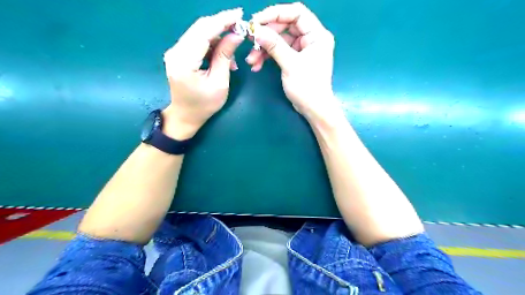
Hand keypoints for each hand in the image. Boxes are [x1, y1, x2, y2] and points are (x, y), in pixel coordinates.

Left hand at [163, 9, 243, 139]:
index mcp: (184, 61)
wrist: (185, 115)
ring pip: (199, 33)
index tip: (239, 14)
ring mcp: (175, 52)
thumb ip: (225, 56)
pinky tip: (222, 56)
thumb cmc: (204, 105)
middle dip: (221, 24)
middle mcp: (175, 52)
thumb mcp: (219, 83)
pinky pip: (197, 42)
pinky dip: (211, 44)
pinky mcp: (179, 54)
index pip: (203, 32)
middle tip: (240, 26)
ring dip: (218, 37)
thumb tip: (236, 34)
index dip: (222, 21)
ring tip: (232, 53)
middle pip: (200, 28)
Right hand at [248, 2, 342, 121]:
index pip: (296, 13)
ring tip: (251, 59)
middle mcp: (310, 38)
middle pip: (285, 26)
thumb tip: (257, 30)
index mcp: (317, 35)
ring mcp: (302, 49)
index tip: (257, 21)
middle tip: (251, 40)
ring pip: (279, 40)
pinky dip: (268, 57)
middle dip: (267, 34)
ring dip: (264, 48)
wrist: (313, 109)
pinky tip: (257, 65)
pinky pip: (279, 52)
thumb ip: (274, 46)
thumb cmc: (307, 87)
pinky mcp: (295, 59)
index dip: (276, 13)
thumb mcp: (291, 64)